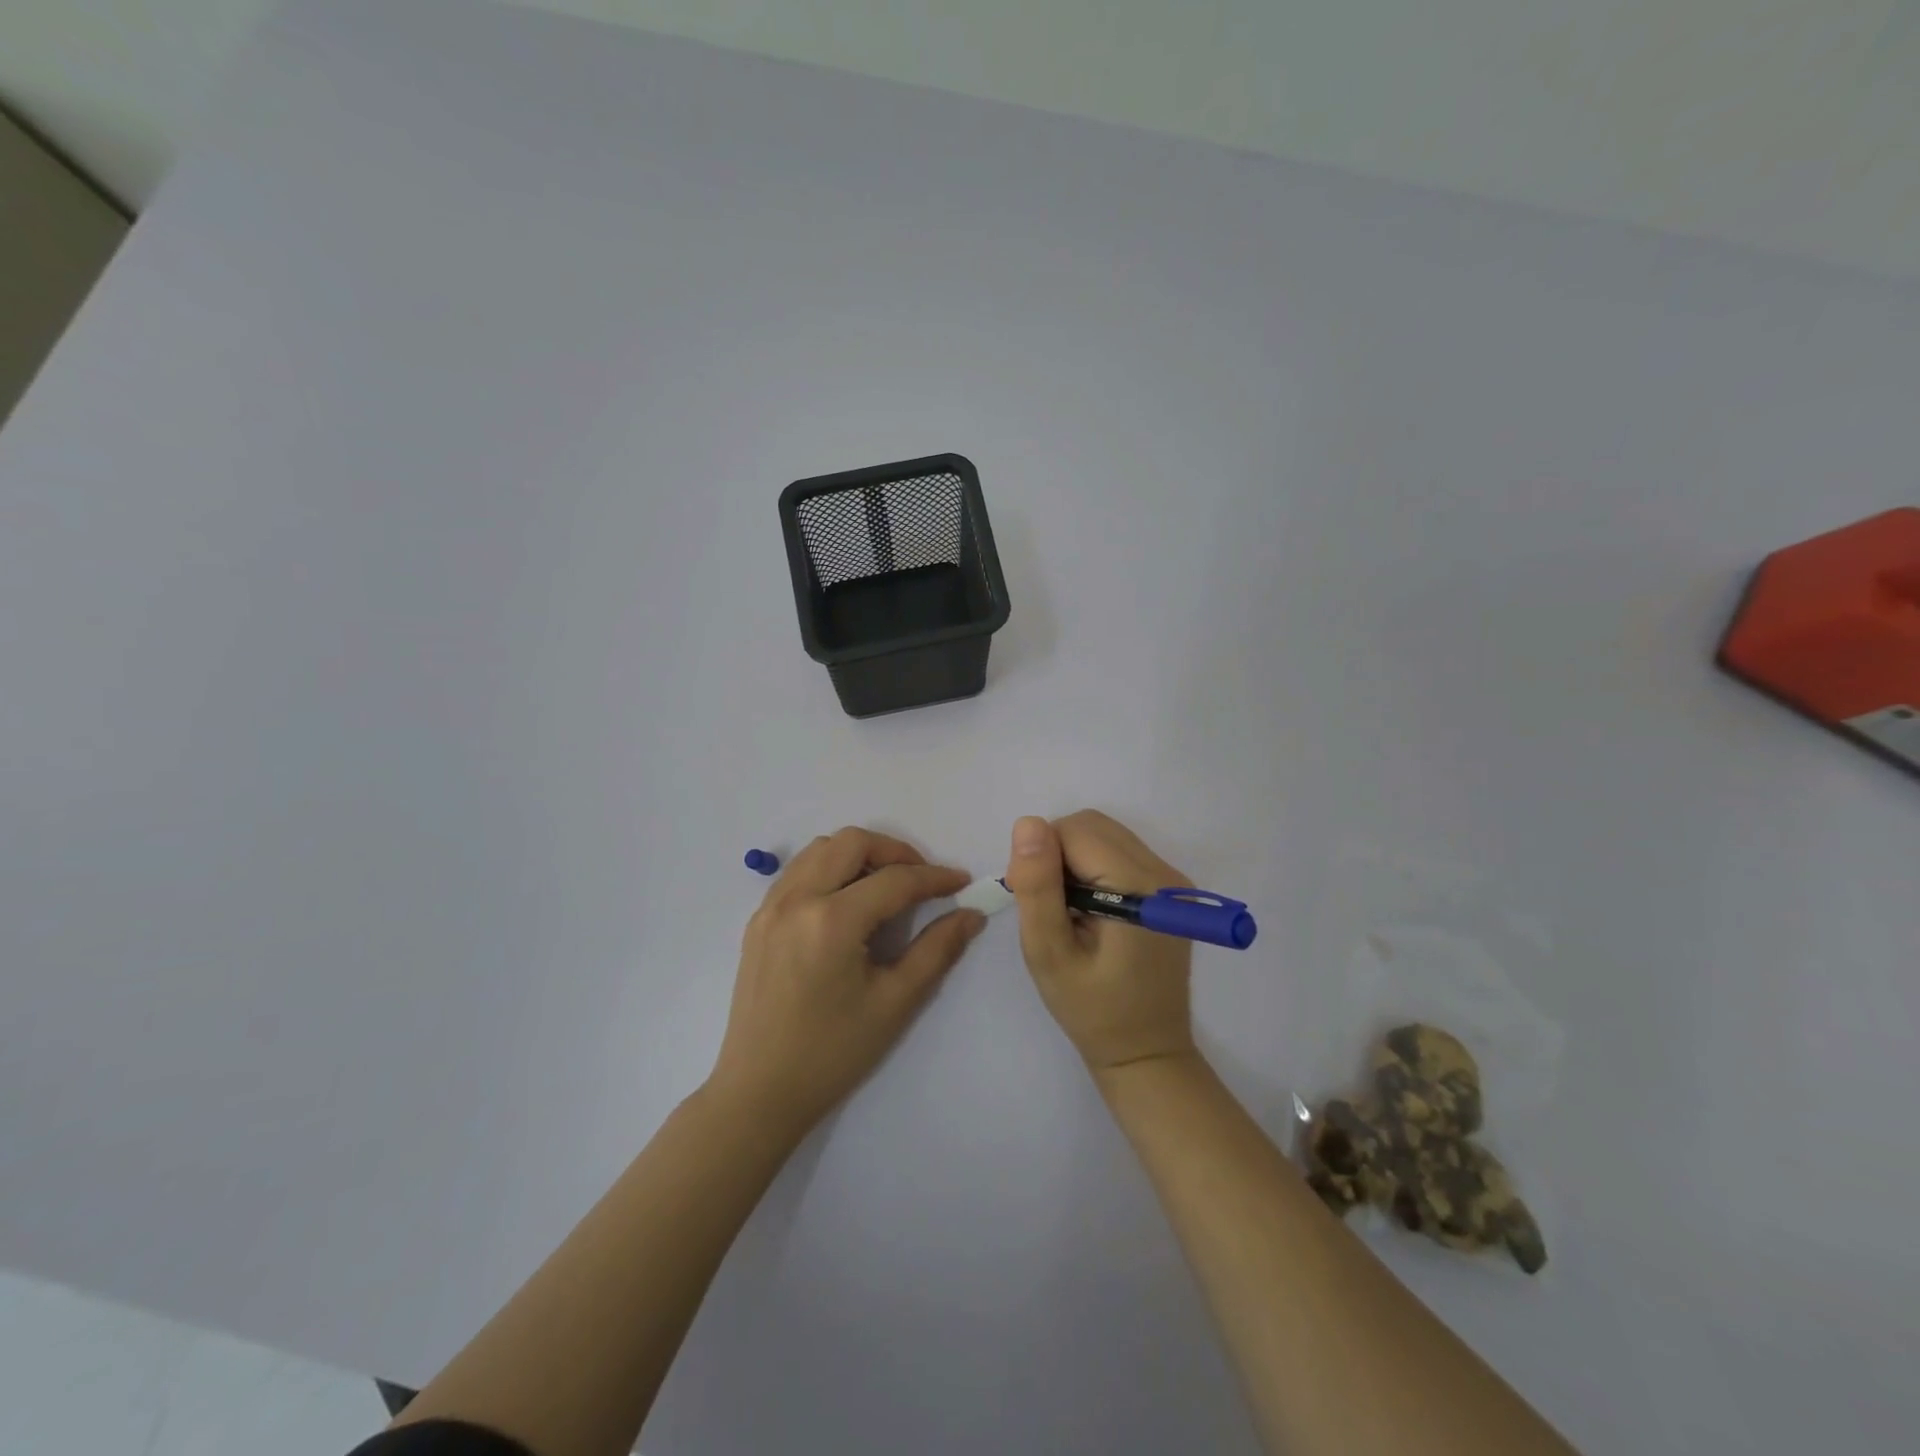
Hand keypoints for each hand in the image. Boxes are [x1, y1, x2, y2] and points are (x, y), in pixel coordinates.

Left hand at [708, 827, 985, 1137]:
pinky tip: (846, 902)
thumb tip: (970, 915)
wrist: (759, 1091)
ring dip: (859, 855)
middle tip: (920, 880)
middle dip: (895, 852)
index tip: (961, 882)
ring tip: (884, 887)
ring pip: (820, 849)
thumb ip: (937, 950)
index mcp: (832, 920)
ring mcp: (771, 906)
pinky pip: (798, 871)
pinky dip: (828, 869)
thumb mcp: (894, 1003)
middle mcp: (797, 899)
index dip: (934, 878)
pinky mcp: (758, 920)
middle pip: (852, 842)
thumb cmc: (832, 1053)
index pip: (895, 880)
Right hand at [1004, 810, 1197, 1080]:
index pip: (1074, 831)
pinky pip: (1119, 852)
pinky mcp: (1170, 890)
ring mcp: (1172, 880)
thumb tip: (1028, 823)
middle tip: (1050, 908)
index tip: (1036, 902)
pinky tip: (1090, 911)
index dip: (1042, 858)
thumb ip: (1038, 887)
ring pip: (1104, 835)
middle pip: (1092, 826)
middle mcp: (1164, 872)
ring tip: (1069, 912)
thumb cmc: (1092, 1011)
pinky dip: (1093, 868)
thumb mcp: (1049, 954)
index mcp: (1138, 886)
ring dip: (1074, 860)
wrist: (1147, 1053)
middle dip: (1057, 853)